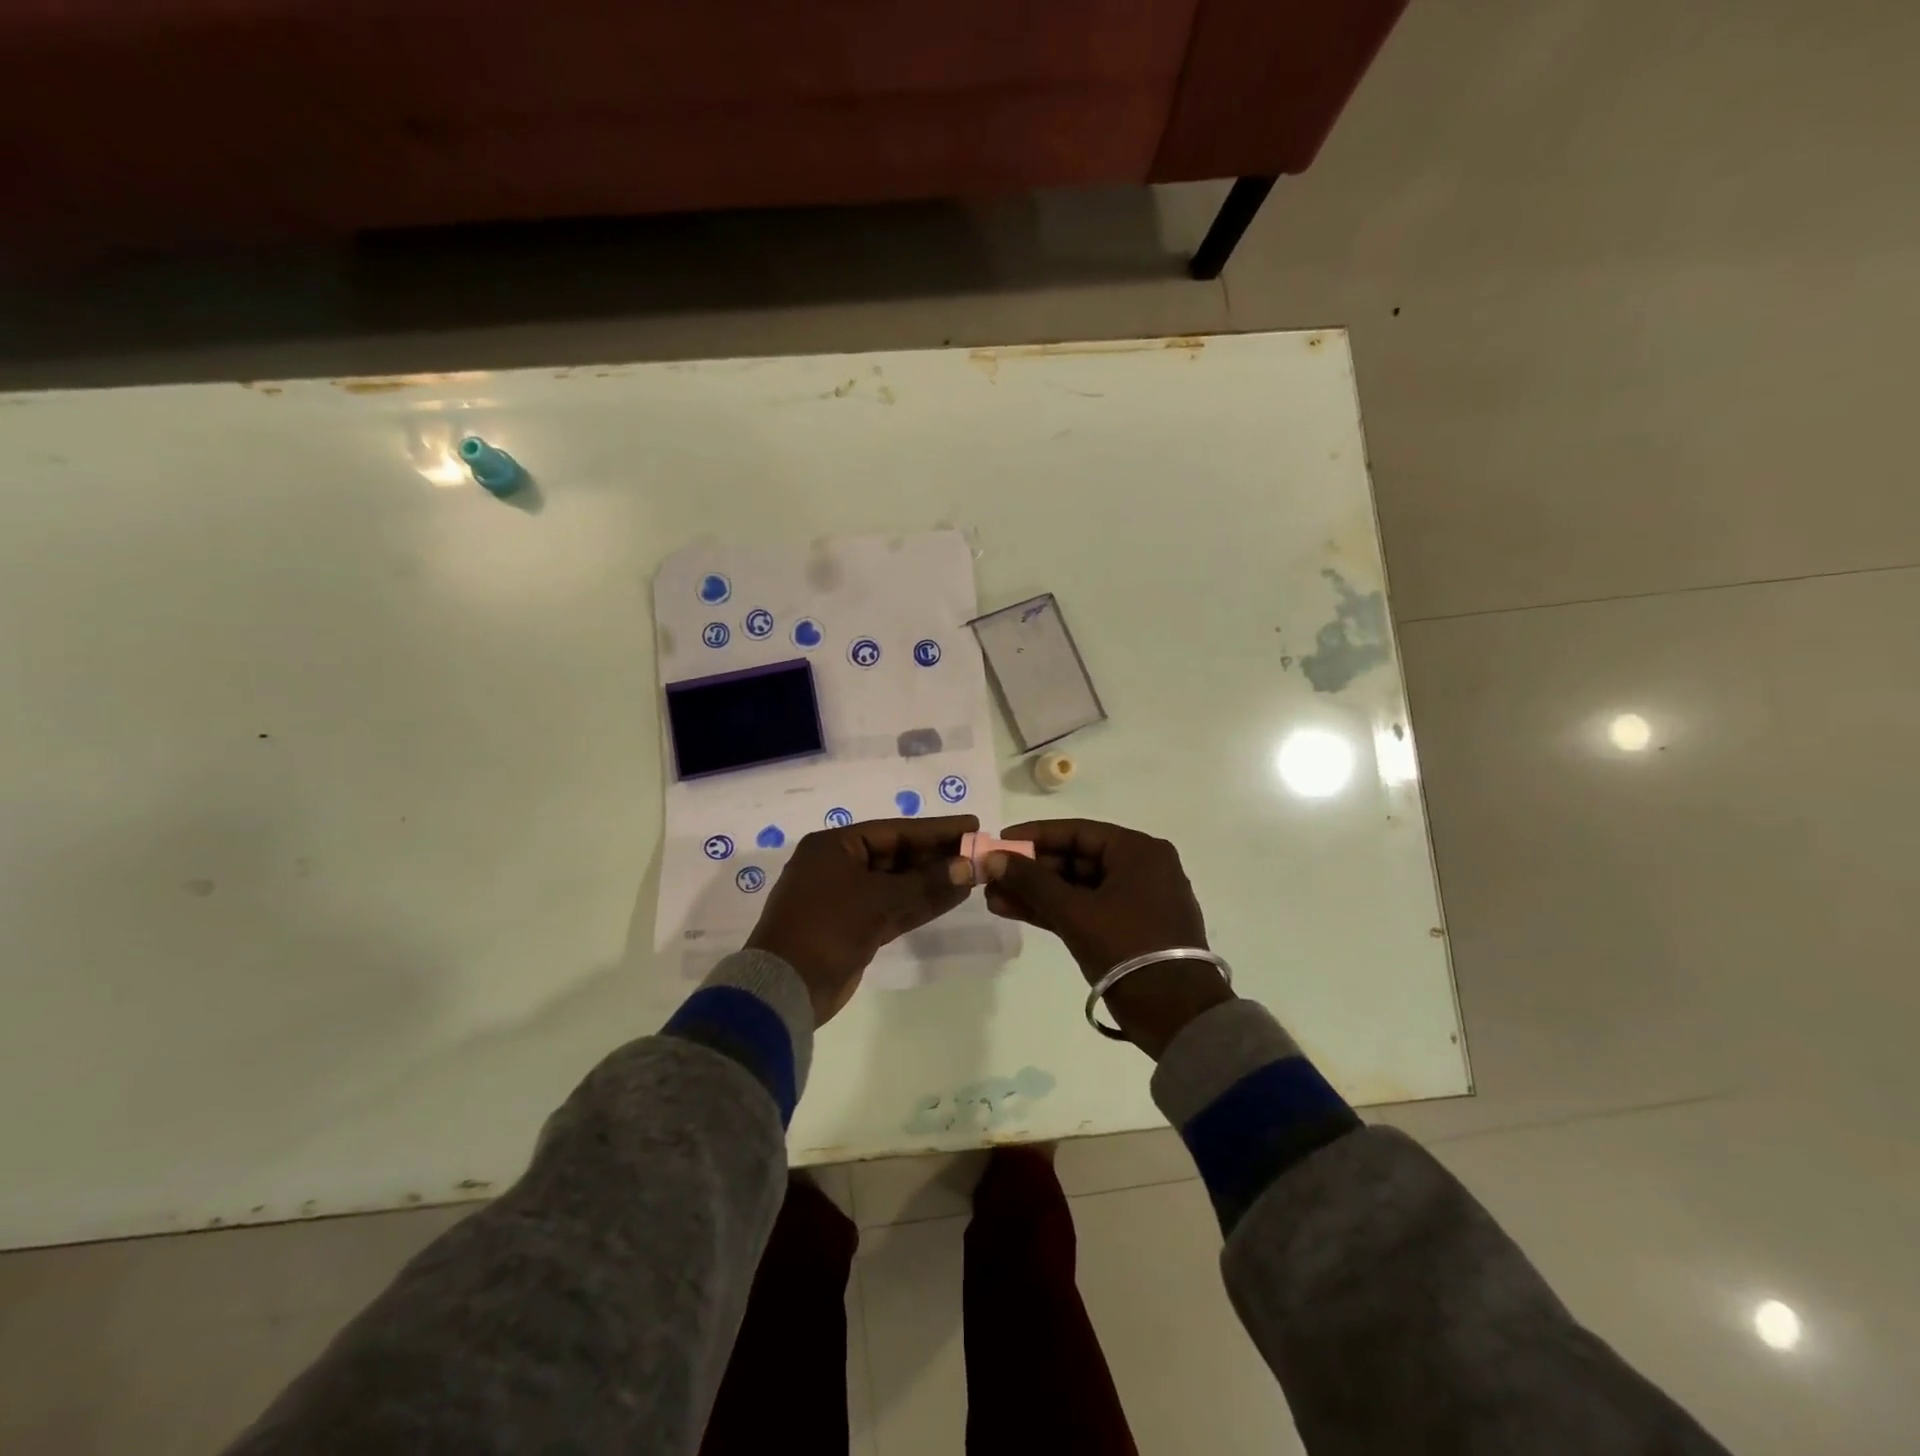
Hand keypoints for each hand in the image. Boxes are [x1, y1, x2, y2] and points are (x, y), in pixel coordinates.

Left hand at [746, 815, 974, 1025]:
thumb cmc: (826, 928)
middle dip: (936, 856)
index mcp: (835, 846)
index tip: (971, 825)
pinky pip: (893, 907)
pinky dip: (920, 904)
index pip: (895, 831)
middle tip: (977, 852)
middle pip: (897, 855)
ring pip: (897, 884)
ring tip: (972, 875)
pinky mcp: (855, 927)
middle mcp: (839, 866)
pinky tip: (953, 898)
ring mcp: (847, 898)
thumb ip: (924, 883)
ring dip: (932, 881)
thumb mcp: (877, 900)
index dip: (935, 829)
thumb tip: (967, 867)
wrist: (786, 987)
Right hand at [984, 819, 1231, 1057]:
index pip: (1076, 831)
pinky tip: (1015, 911)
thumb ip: (1032, 882)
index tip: (999, 841)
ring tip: (994, 898)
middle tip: (991, 875)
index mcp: (1138, 851)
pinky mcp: (1129, 929)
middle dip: (1031, 869)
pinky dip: (1055, 911)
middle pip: (1076, 858)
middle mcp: (1141, 867)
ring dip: (1037, 892)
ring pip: (1078, 887)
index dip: (1034, 836)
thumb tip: (993, 858)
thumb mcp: (1075, 912)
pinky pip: (1086, 909)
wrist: (1177, 1015)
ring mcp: (1136, 900)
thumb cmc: (1128, 948)